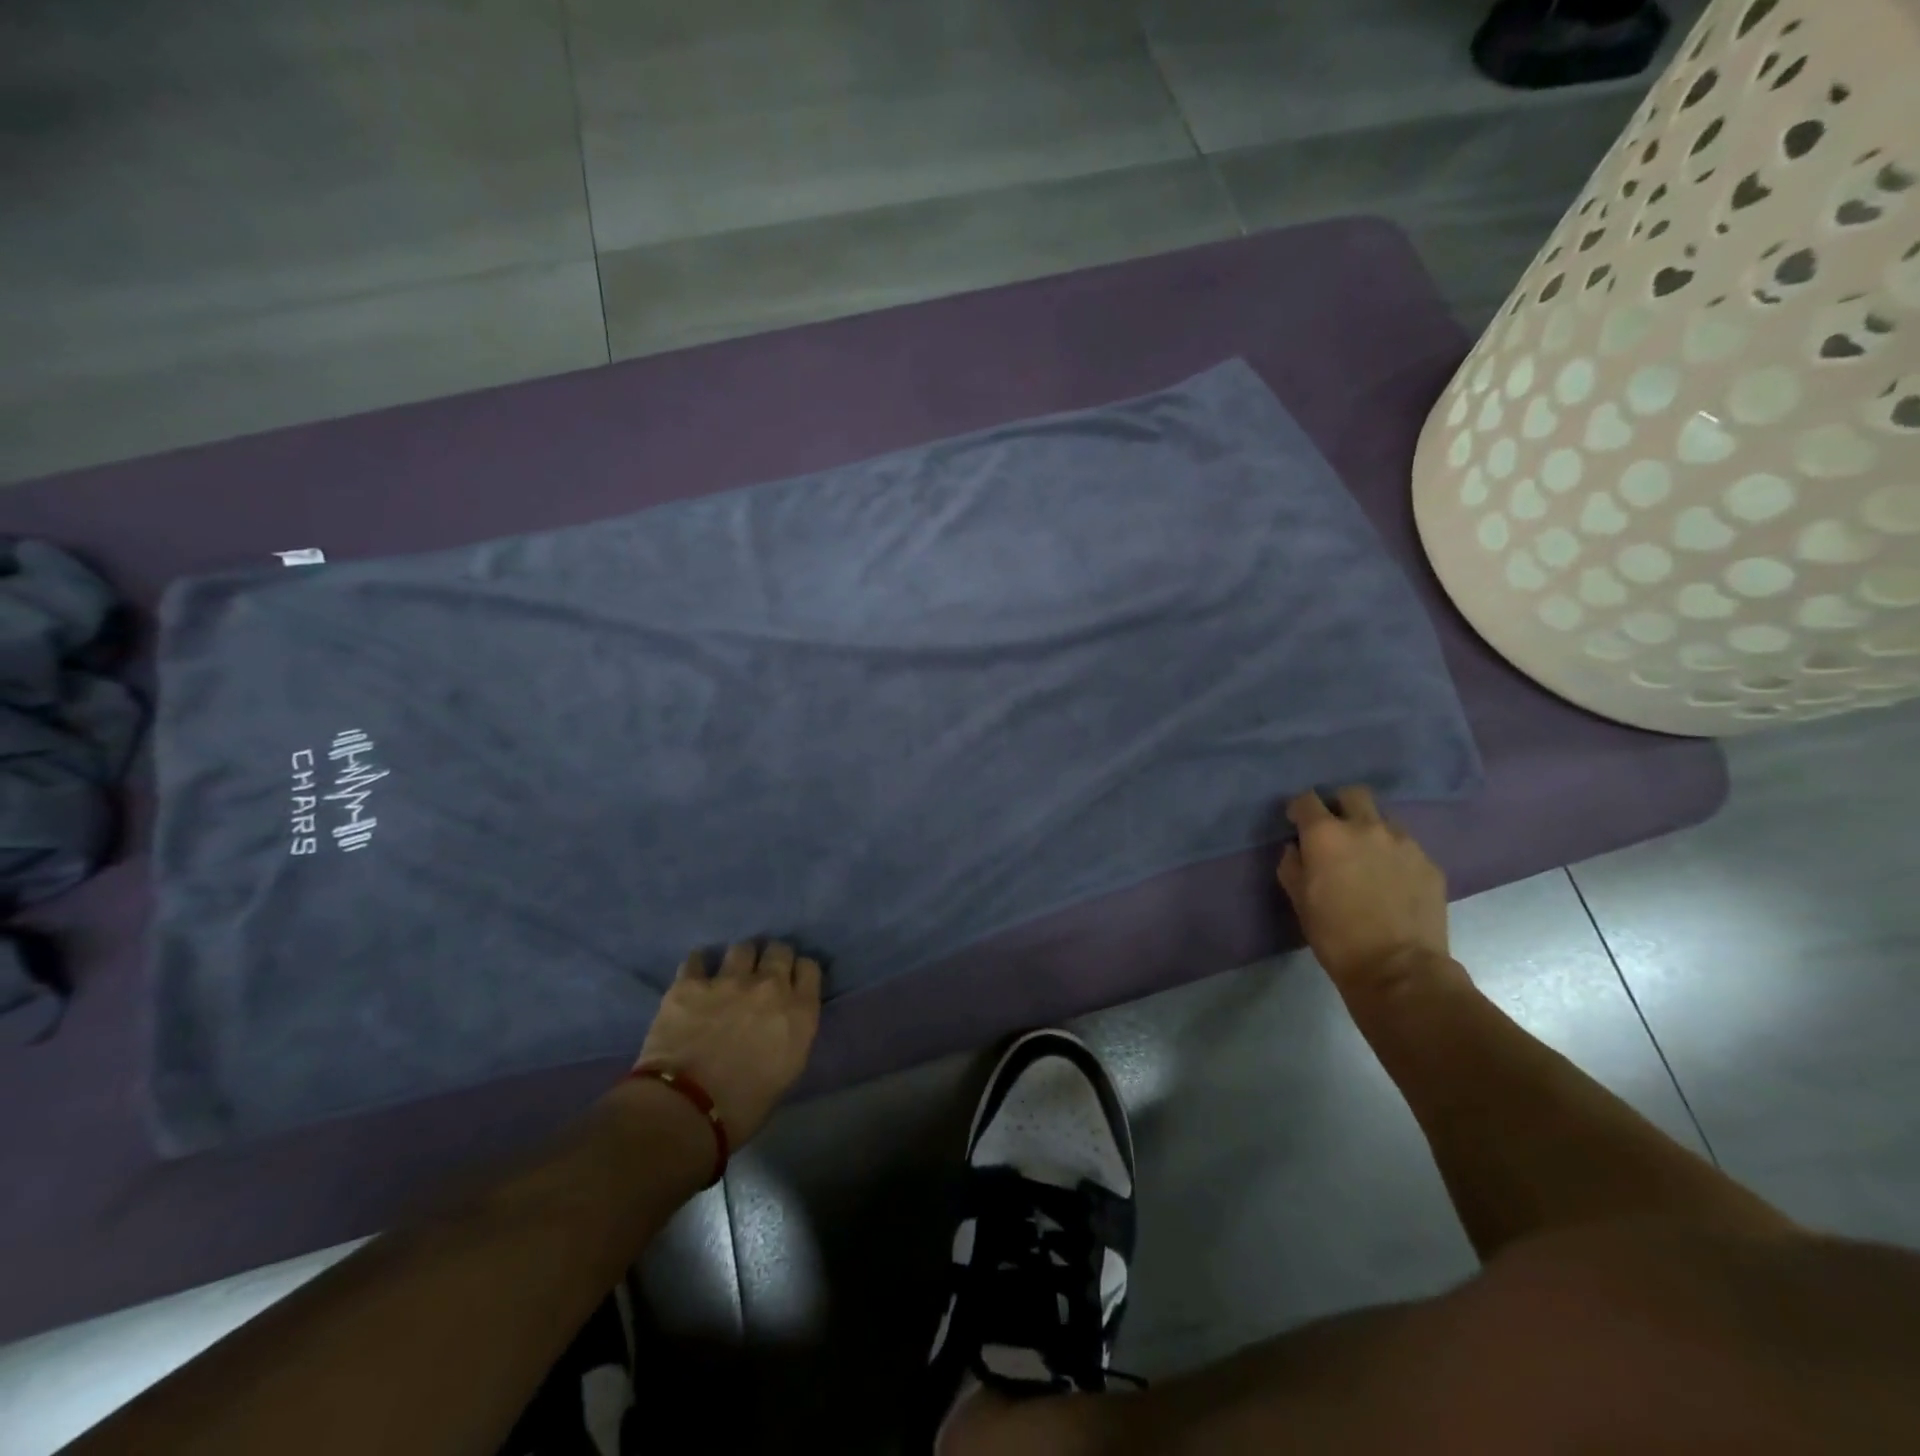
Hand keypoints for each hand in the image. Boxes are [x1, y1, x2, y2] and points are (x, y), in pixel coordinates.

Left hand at [634, 941, 821, 1143]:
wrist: (686, 1110)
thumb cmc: (744, 1107)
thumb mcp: (787, 1071)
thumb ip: (791, 1035)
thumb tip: (781, 1023)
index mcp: (799, 1011)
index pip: (810, 968)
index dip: (799, 973)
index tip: (791, 984)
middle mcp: (769, 986)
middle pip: (779, 950)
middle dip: (772, 959)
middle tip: (761, 976)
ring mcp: (728, 980)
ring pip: (742, 948)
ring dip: (739, 960)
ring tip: (729, 974)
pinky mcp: (690, 984)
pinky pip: (697, 959)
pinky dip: (698, 966)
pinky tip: (695, 976)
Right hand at [1276, 786, 1449, 989]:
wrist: (1398, 969)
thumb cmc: (1335, 935)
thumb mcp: (1298, 900)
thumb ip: (1292, 865)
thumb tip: (1297, 849)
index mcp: (1326, 835)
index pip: (1307, 799)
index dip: (1300, 809)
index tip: (1297, 824)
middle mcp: (1366, 827)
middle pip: (1353, 794)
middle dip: (1340, 805)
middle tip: (1336, 832)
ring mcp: (1403, 843)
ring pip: (1384, 819)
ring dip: (1371, 830)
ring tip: (1368, 859)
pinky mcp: (1429, 863)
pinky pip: (1407, 847)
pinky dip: (1395, 855)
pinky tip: (1392, 882)